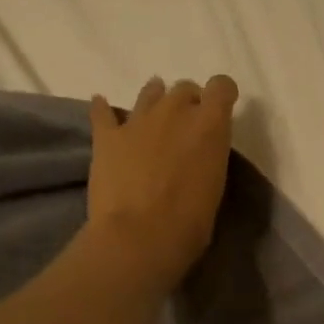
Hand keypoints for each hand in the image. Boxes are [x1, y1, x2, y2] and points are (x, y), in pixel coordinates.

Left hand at [85, 75, 238, 292]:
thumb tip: (198, 156)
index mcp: (209, 125)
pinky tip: (103, 110)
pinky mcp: (107, 136)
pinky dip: (104, 110)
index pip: (221, 86)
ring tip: (153, 119)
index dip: (221, 95)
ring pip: (149, 92)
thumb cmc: (189, 224)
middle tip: (185, 129)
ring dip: (154, 101)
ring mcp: (138, 120)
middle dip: (188, 103)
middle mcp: (175, 111)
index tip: (220, 111)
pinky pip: (102, 111)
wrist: (140, 238)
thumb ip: (208, 158)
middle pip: (184, 88)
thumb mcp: (215, 187)